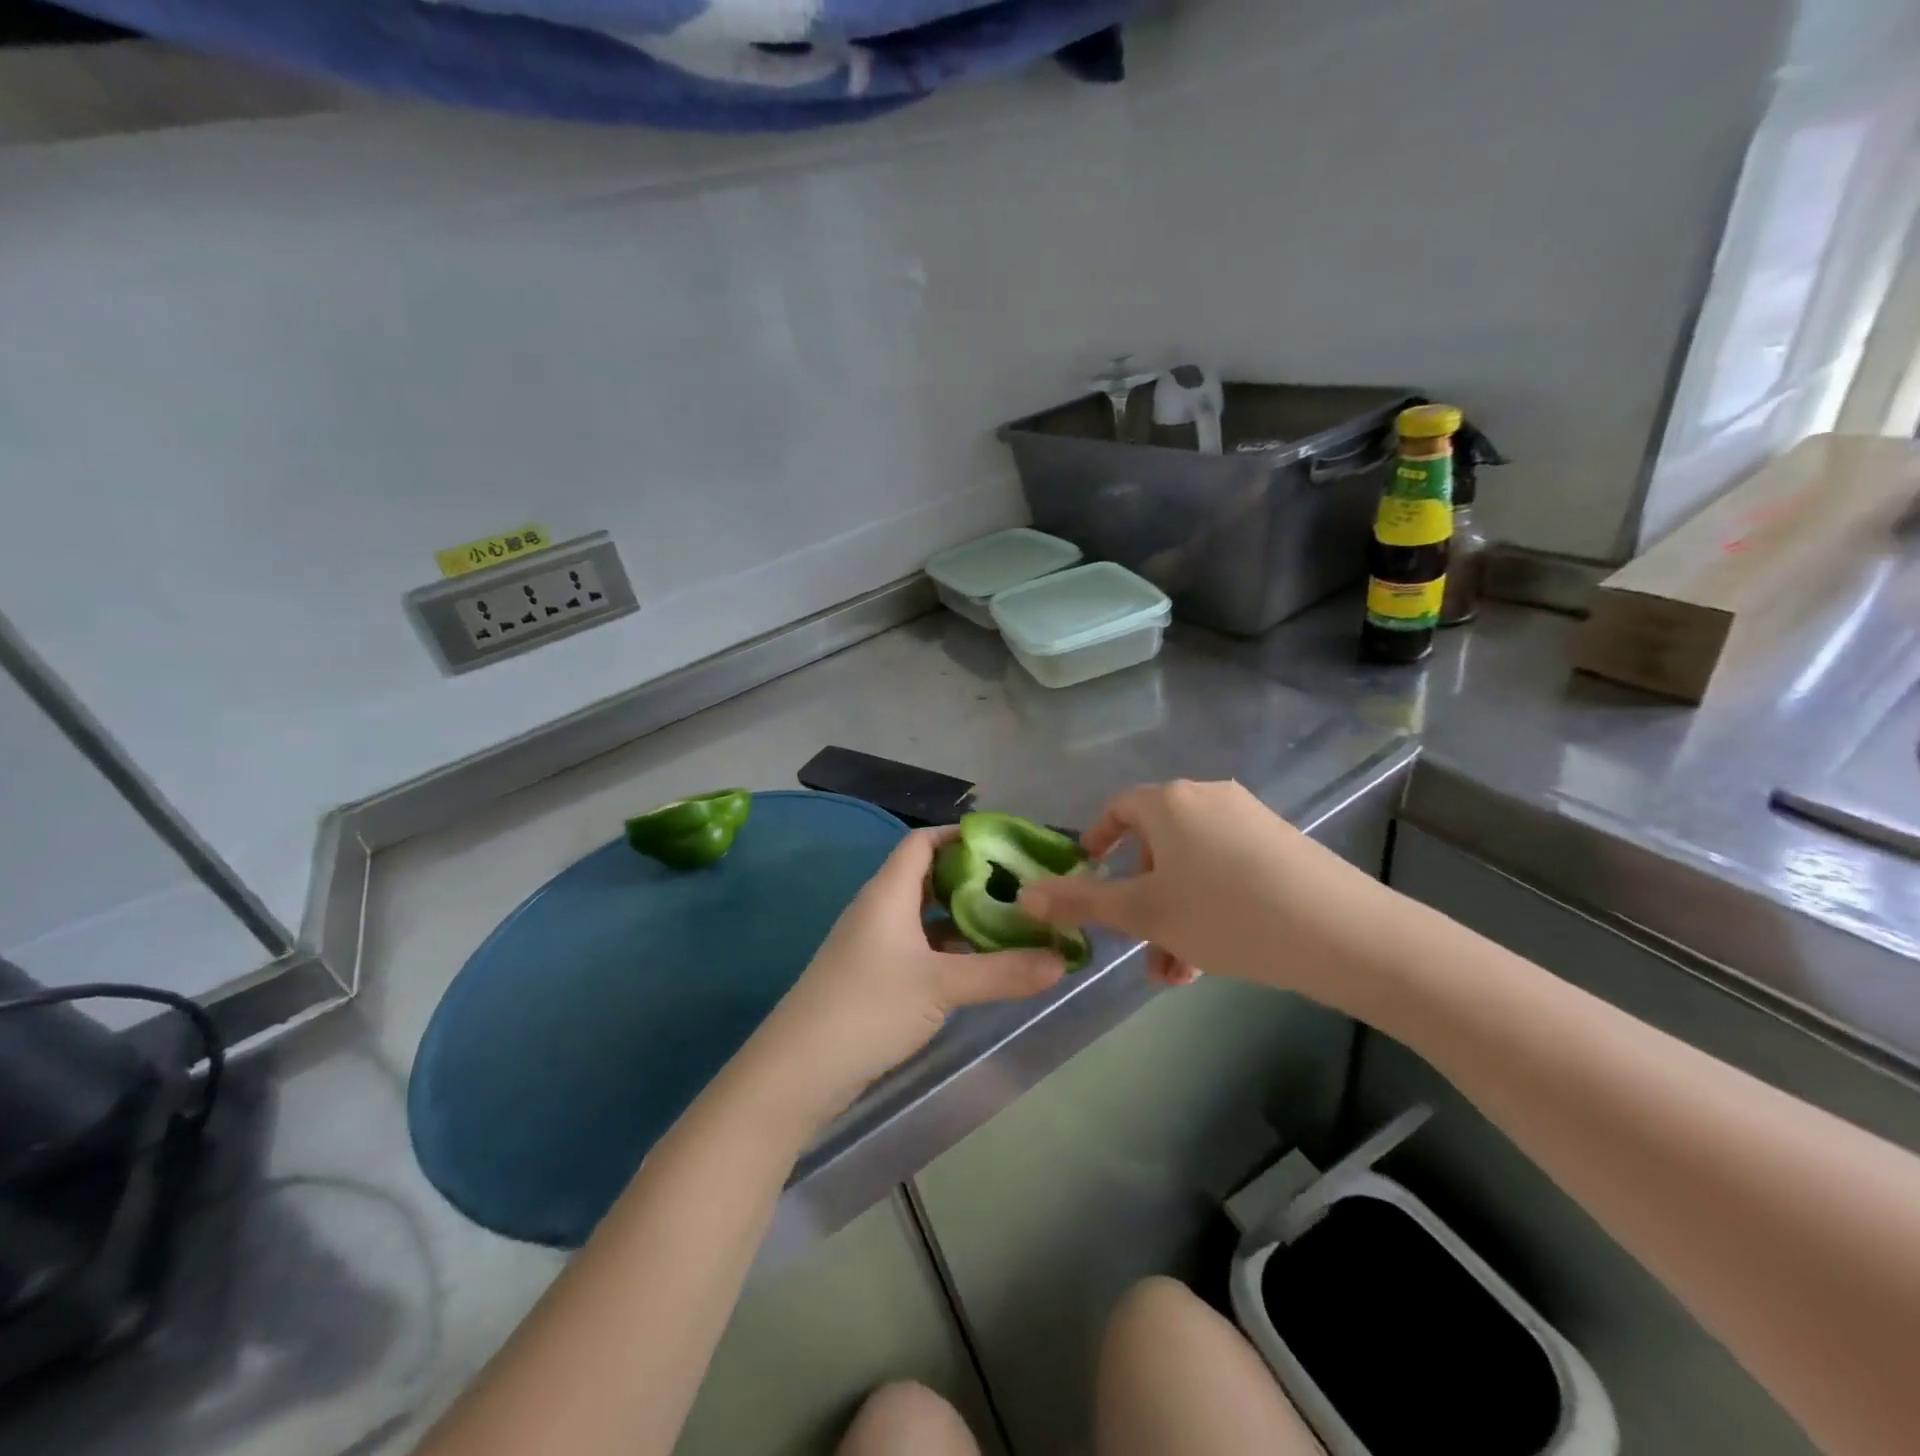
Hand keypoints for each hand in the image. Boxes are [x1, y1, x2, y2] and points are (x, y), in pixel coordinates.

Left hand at [748, 827, 1068, 1119]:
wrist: (798, 1070)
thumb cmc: (868, 1008)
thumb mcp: (941, 987)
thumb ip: (1003, 972)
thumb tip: (1062, 961)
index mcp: (888, 892)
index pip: (924, 841)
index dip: (961, 836)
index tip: (1006, 845)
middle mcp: (879, 908)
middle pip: (929, 876)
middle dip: (972, 878)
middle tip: (1020, 888)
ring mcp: (874, 943)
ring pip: (925, 915)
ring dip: (963, 916)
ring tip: (1011, 922)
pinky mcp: (874, 975)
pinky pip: (918, 946)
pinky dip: (948, 947)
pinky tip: (979, 963)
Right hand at [1016, 779, 1390, 1010]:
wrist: (1344, 934)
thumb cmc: (1227, 915)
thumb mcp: (1144, 914)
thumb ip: (1080, 902)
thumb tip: (1023, 895)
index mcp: (1169, 802)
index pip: (1117, 809)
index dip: (1096, 842)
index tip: (1088, 879)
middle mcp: (1207, 798)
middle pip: (1155, 846)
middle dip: (1139, 900)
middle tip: (1138, 946)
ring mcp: (1249, 820)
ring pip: (1190, 867)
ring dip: (1173, 916)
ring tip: (1178, 973)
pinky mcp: (1282, 845)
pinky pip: (1226, 871)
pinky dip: (1208, 908)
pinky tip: (1215, 959)